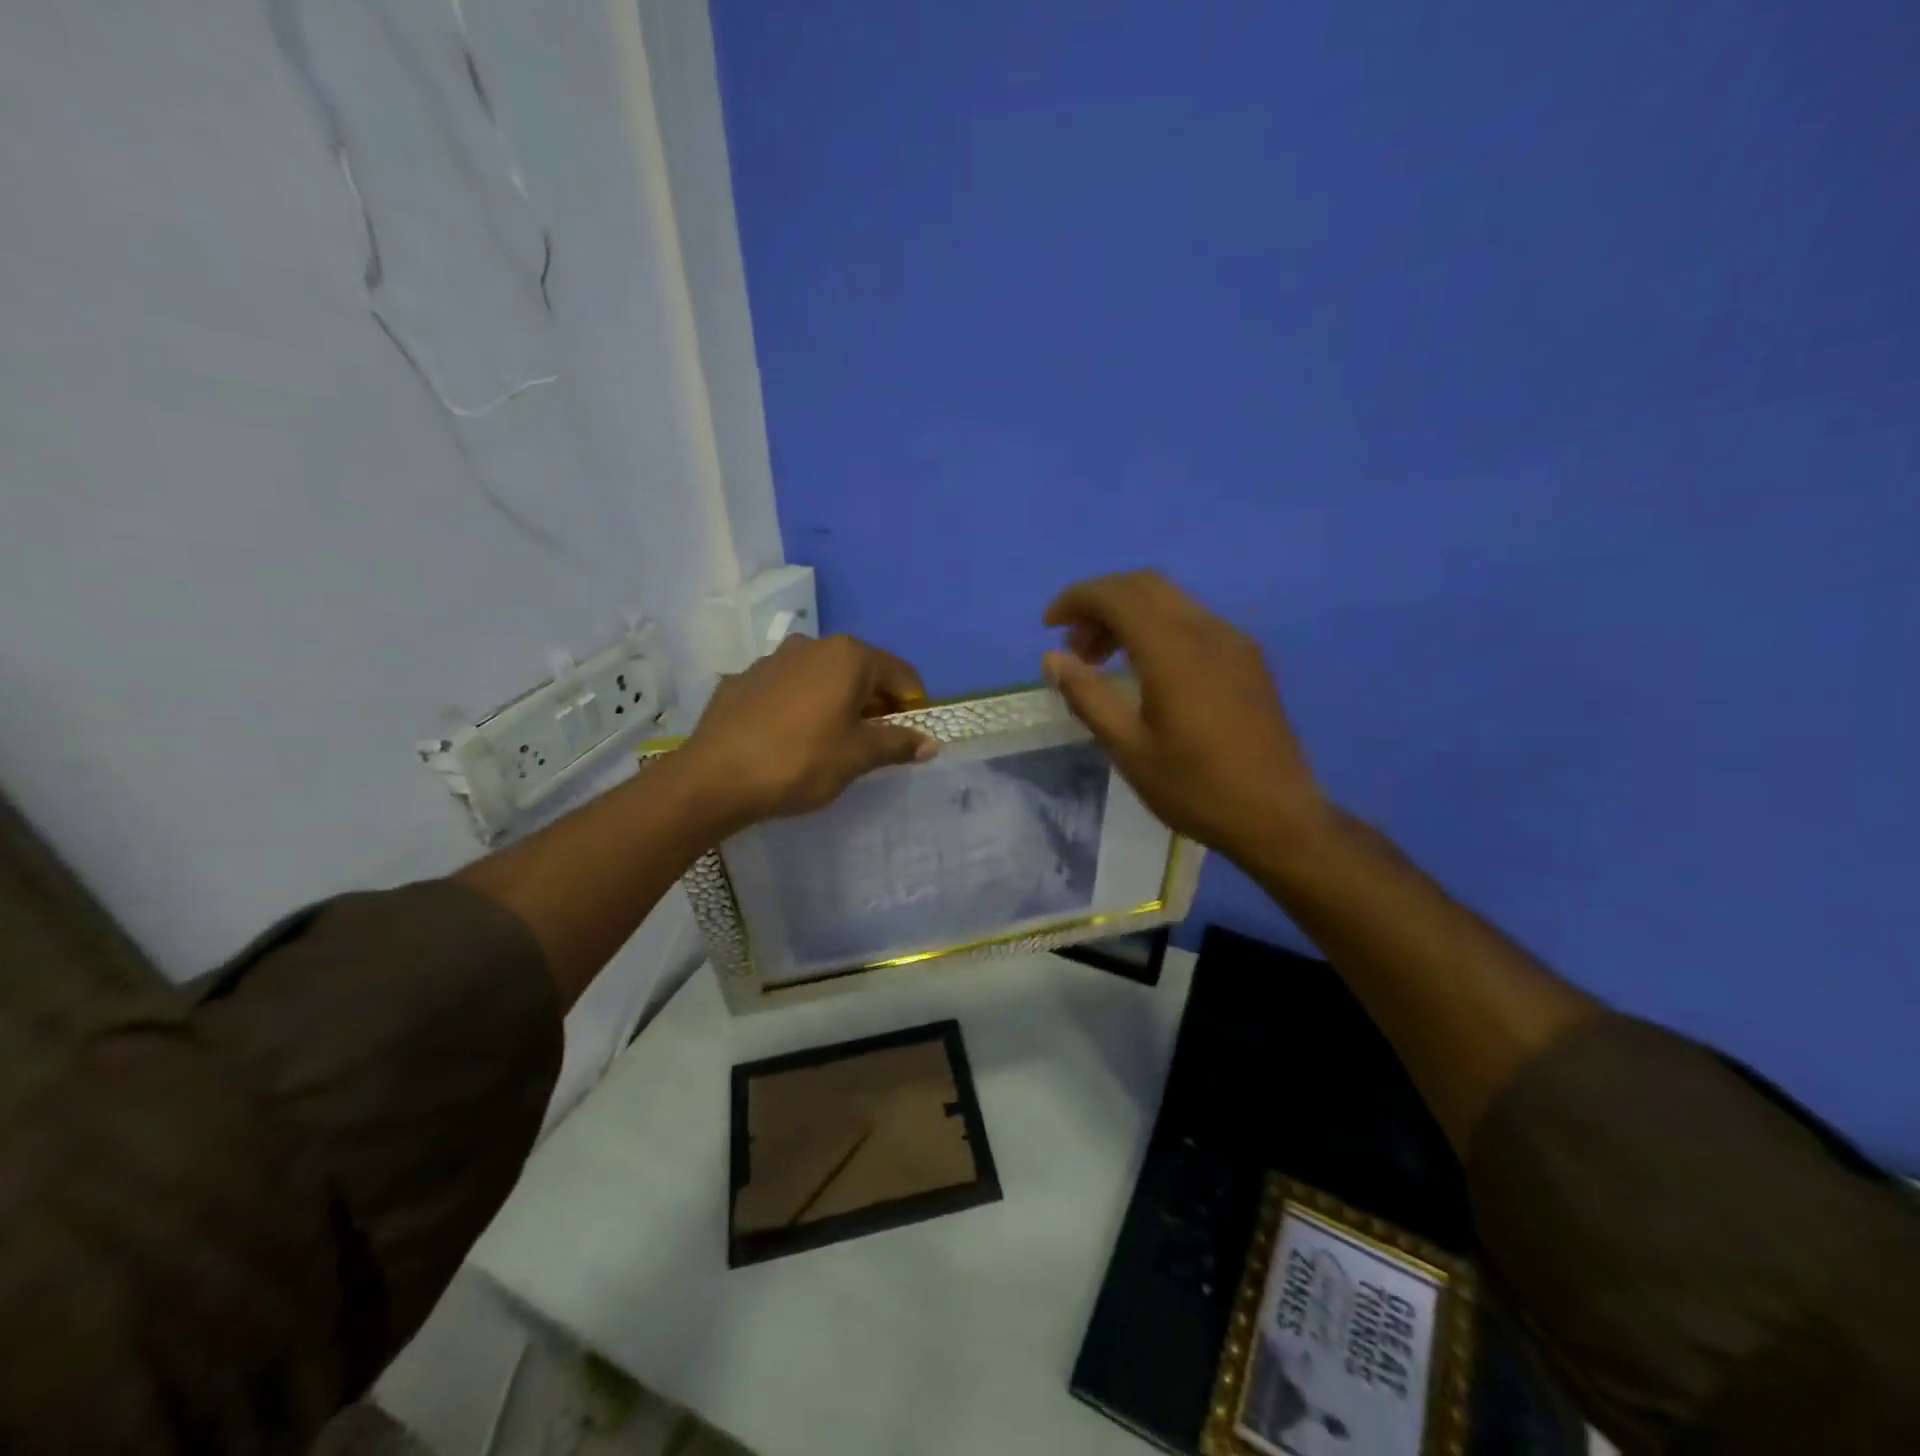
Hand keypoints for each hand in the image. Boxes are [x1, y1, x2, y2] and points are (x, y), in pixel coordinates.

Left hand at [682, 633, 937, 828]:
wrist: (714, 777)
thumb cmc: (801, 761)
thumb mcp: (858, 757)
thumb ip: (898, 744)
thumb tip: (932, 743)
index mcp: (849, 656)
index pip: (901, 674)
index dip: (913, 706)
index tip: (910, 737)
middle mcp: (813, 645)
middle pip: (861, 671)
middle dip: (875, 704)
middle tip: (873, 744)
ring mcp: (773, 659)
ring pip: (822, 677)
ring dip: (837, 702)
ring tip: (830, 741)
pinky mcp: (744, 678)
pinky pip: (788, 688)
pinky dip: (801, 706)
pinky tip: (789, 738)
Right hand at [1042, 571, 1325, 861]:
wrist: (1277, 817)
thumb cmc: (1195, 787)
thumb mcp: (1129, 748)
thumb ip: (1087, 696)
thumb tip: (1053, 658)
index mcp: (1174, 650)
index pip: (1117, 595)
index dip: (1077, 599)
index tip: (1048, 626)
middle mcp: (1207, 631)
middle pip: (1145, 587)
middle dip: (1101, 604)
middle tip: (1075, 646)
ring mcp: (1234, 643)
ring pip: (1171, 602)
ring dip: (1129, 616)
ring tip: (1102, 662)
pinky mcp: (1248, 660)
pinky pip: (1193, 623)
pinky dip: (1157, 629)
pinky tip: (1146, 672)